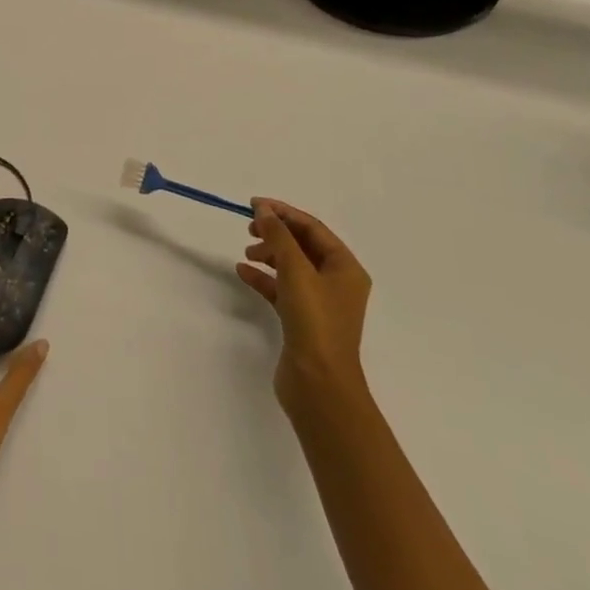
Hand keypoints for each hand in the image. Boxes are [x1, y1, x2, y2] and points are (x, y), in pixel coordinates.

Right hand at [236, 200, 372, 427]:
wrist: (319, 385)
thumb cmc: (315, 322)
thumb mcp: (296, 271)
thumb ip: (278, 236)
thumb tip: (264, 209)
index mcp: (345, 268)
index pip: (313, 228)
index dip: (284, 212)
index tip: (254, 205)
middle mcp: (337, 283)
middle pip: (303, 245)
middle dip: (276, 233)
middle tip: (249, 228)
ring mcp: (320, 303)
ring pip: (291, 266)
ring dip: (269, 254)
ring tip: (246, 252)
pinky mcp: (302, 321)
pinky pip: (282, 289)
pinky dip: (264, 278)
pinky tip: (243, 272)